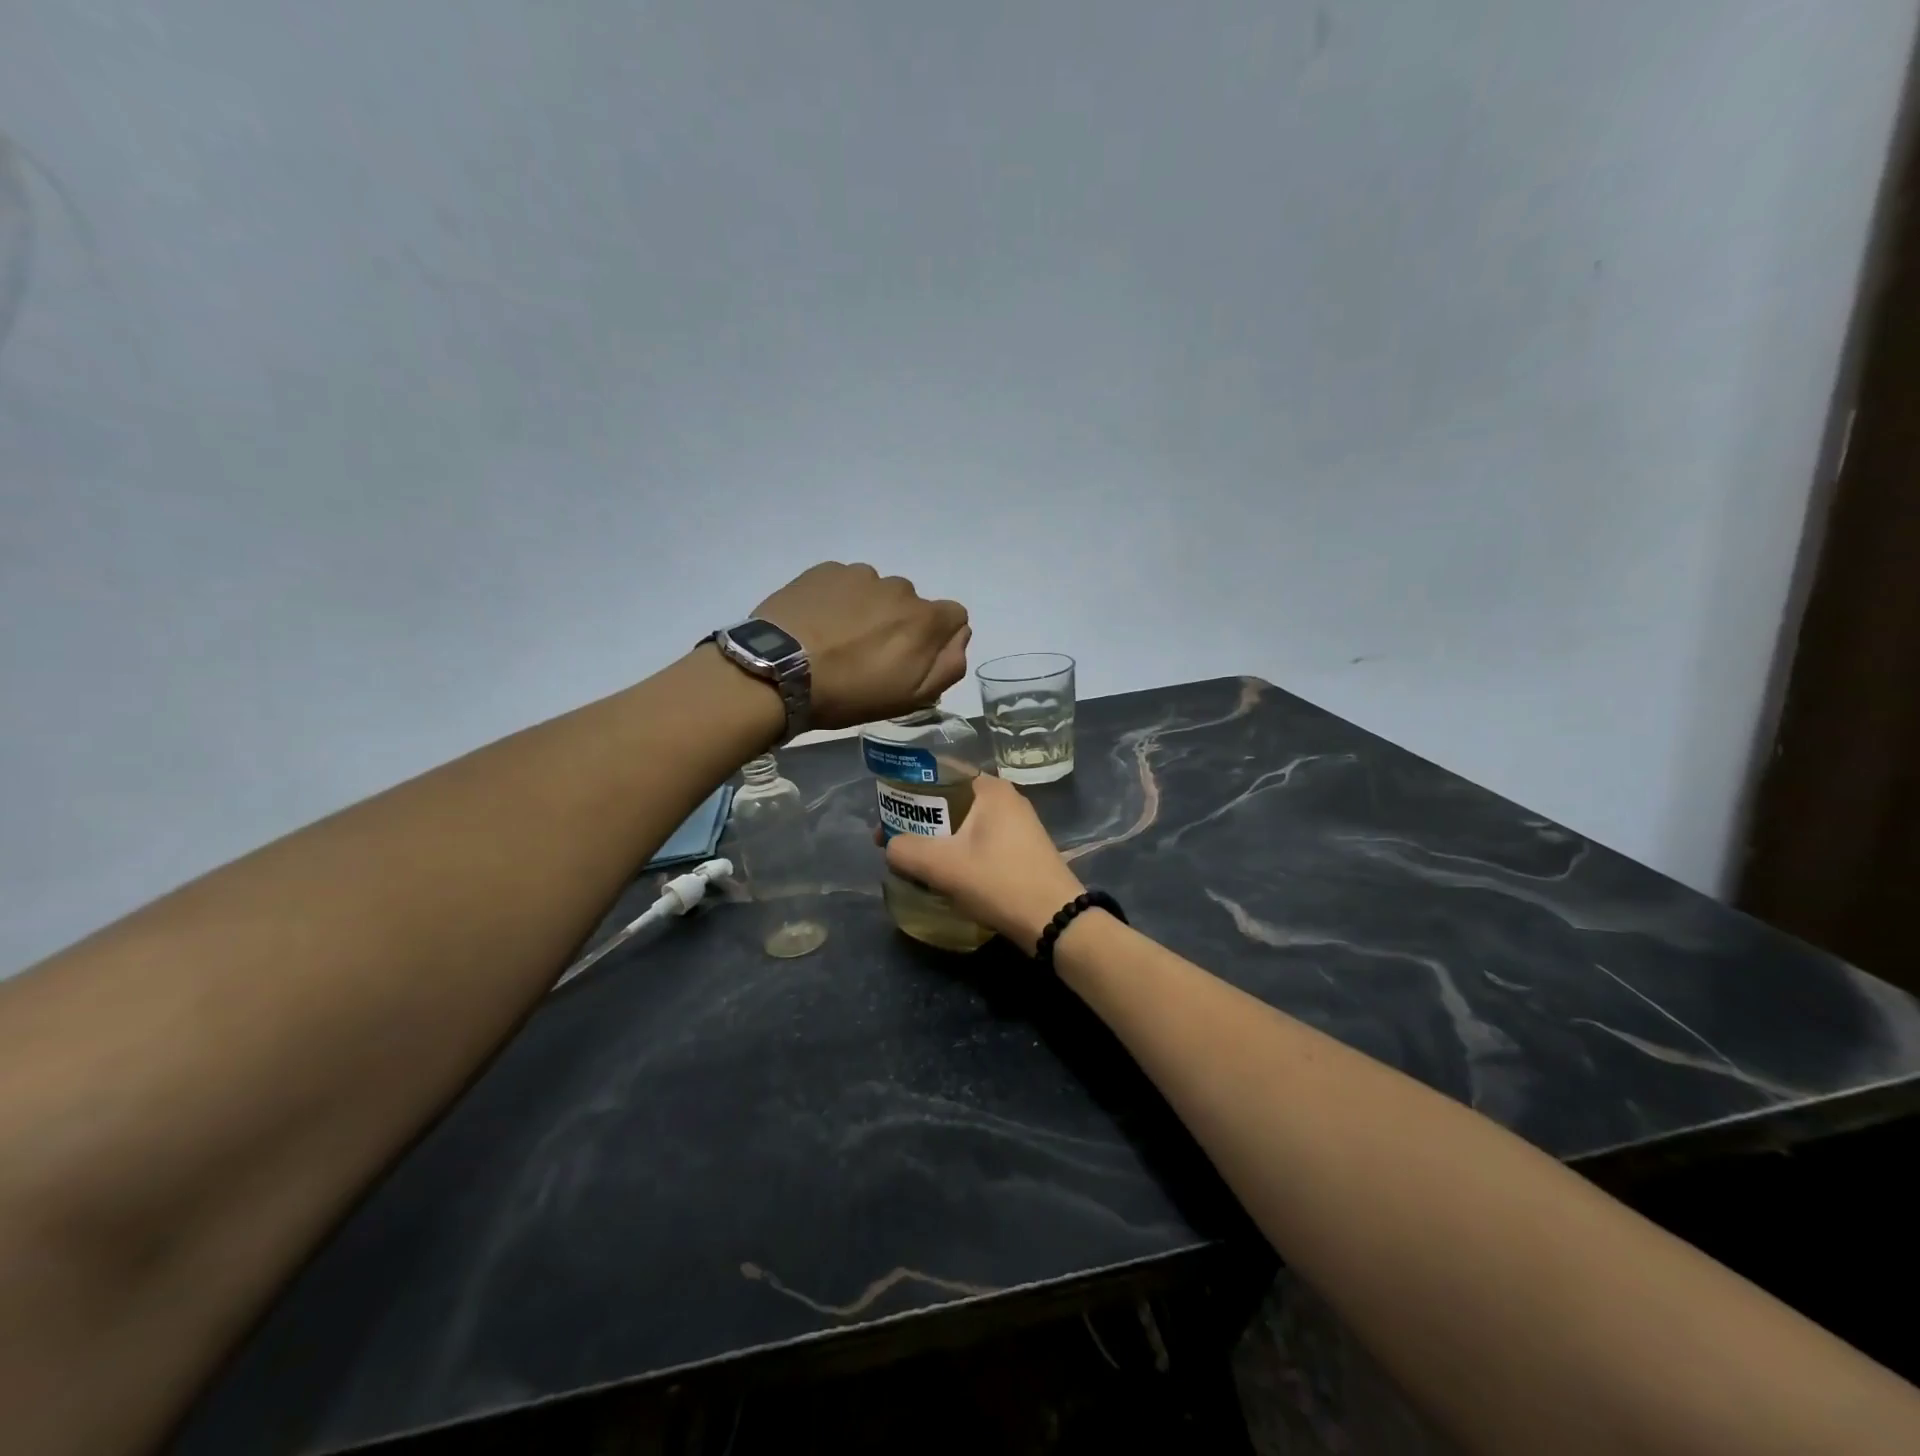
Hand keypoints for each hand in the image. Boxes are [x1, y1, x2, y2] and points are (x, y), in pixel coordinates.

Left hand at [753, 563, 969, 729]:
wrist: (778, 671)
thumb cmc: (850, 693)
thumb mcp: (911, 697)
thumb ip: (949, 665)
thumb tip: (959, 636)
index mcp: (925, 619)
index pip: (954, 616)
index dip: (936, 639)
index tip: (910, 660)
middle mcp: (899, 587)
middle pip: (911, 605)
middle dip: (898, 625)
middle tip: (867, 656)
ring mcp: (860, 575)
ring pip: (877, 592)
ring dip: (867, 611)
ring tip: (837, 641)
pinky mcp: (825, 570)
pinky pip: (844, 583)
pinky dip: (838, 600)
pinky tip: (817, 625)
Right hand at [884, 775, 1086, 954]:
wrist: (1055, 921)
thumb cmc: (998, 881)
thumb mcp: (942, 865)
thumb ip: (905, 850)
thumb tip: (890, 847)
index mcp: (991, 789)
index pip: (941, 772)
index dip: (908, 788)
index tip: (886, 809)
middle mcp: (1006, 800)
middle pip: (951, 800)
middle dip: (919, 818)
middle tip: (892, 837)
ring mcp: (1018, 827)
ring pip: (964, 825)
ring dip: (937, 839)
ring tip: (911, 858)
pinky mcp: (1022, 852)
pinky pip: (979, 842)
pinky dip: (957, 853)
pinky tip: (943, 873)